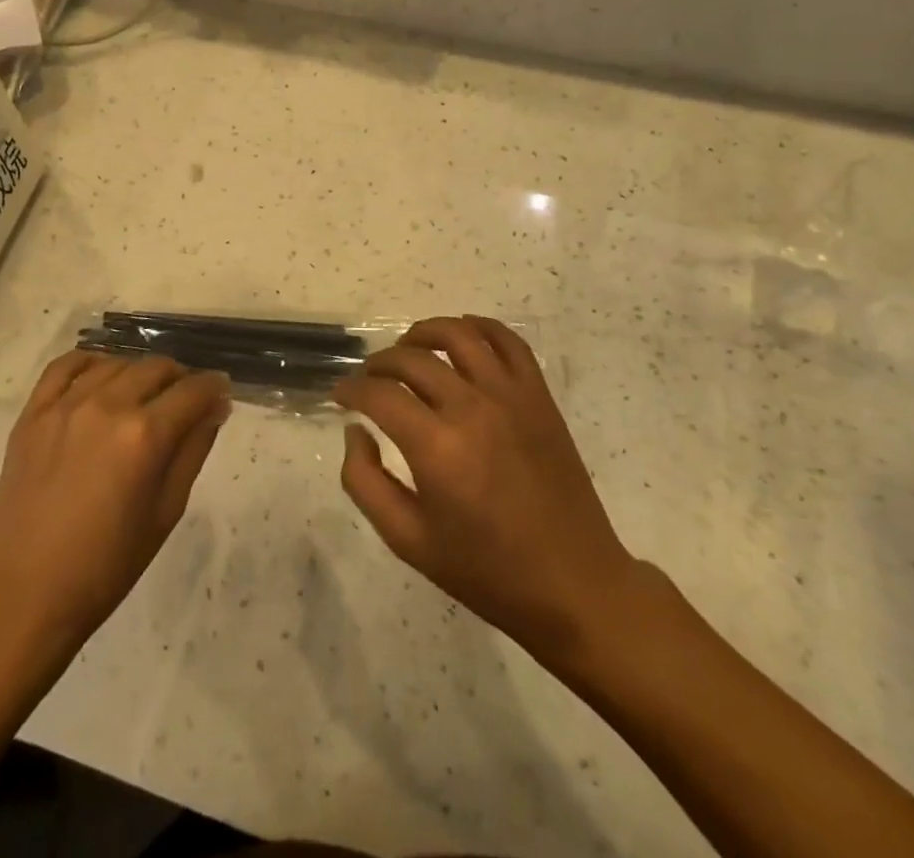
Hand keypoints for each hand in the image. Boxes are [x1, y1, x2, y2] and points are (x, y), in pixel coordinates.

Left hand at [0, 352, 230, 651]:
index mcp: (144, 435)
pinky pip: (65, 365)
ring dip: (139, 372)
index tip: (221, 392)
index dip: (214, 387)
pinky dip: (90, 361)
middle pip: (156, 368)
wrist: (26, 593)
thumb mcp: (166, 512)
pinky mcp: (33, 413)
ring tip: (144, 395)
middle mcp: (107, 406)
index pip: (193, 391)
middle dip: (180, 378)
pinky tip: (101, 375)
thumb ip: (194, 450)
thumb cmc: (107, 565)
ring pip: (116, 363)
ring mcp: (65, 405)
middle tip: (185, 400)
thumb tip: (215, 407)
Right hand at [335, 316, 641, 666]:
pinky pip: (508, 341)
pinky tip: (462, 336)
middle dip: (378, 363)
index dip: (351, 389)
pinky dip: (480, 327)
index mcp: (436, 447)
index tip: (340, 395)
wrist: (572, 585)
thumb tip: (355, 430)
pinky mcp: (539, 396)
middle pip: (412, 358)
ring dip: (423, 333)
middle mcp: (471, 408)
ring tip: (408, 348)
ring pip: (458, 335)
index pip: (379, 393)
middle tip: (369, 379)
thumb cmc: (485, 570)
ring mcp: (510, 396)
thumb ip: (364, 480)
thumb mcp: (407, 540)